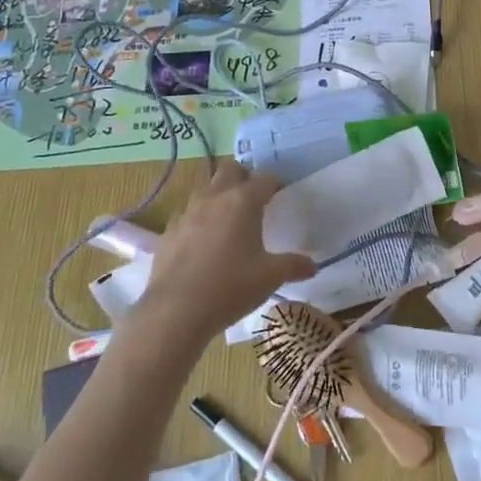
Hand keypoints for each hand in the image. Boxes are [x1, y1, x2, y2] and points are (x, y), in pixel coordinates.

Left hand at [128, 160, 314, 345]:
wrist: (176, 311)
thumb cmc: (231, 287)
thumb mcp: (270, 277)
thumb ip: (293, 266)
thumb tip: (312, 266)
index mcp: (243, 201)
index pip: (265, 178)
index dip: (275, 184)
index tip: (280, 196)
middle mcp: (214, 198)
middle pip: (230, 169)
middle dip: (243, 177)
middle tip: (253, 199)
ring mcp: (187, 212)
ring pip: (205, 188)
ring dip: (218, 194)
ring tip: (228, 218)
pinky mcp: (168, 231)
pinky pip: (187, 213)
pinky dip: (198, 219)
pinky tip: (202, 242)